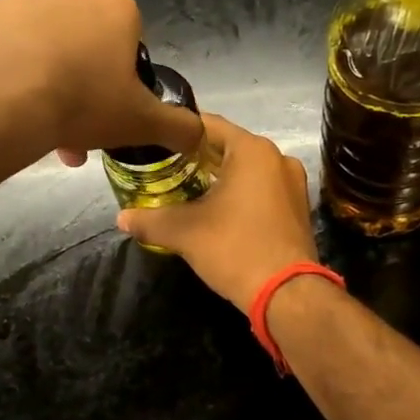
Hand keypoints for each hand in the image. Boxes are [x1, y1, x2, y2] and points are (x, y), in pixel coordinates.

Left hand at [0, 0, 201, 163]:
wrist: (4, 102)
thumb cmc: (83, 103)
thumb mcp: (142, 123)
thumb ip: (179, 127)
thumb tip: (199, 136)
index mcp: (117, 8)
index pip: (129, 34)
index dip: (122, 70)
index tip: (110, 101)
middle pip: (85, 35)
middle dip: (82, 73)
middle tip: (75, 117)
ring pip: (46, 36)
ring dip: (48, 68)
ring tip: (39, 116)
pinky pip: (9, 37)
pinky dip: (12, 61)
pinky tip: (10, 95)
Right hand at [116, 114, 318, 311]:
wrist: (288, 294)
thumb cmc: (235, 248)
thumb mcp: (185, 233)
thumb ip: (150, 220)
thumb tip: (122, 218)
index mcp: (252, 150)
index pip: (208, 125)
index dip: (179, 131)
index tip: (156, 142)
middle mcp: (277, 158)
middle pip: (229, 146)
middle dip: (197, 157)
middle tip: (165, 167)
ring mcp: (293, 183)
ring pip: (247, 169)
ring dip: (220, 176)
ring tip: (187, 189)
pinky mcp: (298, 207)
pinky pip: (263, 188)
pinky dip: (241, 192)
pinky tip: (218, 209)